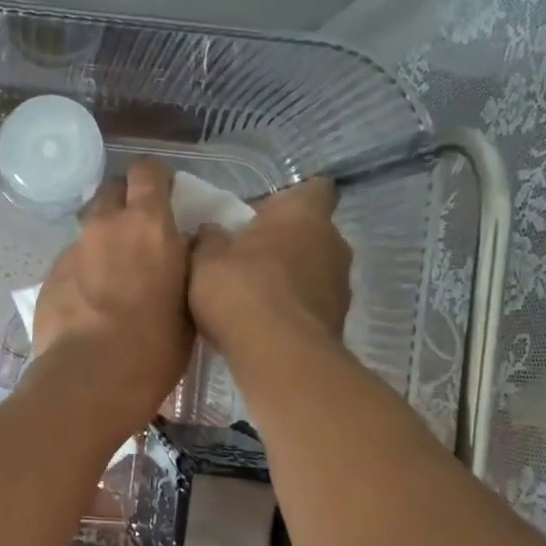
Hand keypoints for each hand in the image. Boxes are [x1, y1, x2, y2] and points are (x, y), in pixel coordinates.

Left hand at [33, 159, 192, 431]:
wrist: (88, 381)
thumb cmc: (153, 348)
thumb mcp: (189, 306)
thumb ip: (185, 266)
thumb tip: (184, 248)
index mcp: (149, 226)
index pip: (148, 172)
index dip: (155, 180)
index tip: (164, 199)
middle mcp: (106, 226)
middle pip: (111, 190)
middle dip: (124, 203)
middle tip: (137, 235)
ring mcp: (73, 250)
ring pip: (89, 229)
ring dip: (103, 242)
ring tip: (112, 279)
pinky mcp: (49, 276)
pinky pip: (71, 262)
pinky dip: (83, 273)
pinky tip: (89, 306)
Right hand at [189, 178, 350, 366]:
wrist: (280, 357)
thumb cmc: (242, 291)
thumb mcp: (204, 260)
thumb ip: (208, 239)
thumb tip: (212, 231)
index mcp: (304, 214)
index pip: (314, 188)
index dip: (289, 200)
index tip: (262, 216)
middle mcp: (333, 242)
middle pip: (311, 232)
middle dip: (284, 243)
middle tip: (248, 259)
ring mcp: (341, 284)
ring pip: (314, 270)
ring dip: (290, 279)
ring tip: (254, 298)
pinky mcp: (339, 322)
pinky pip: (312, 305)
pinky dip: (293, 310)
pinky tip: (265, 326)